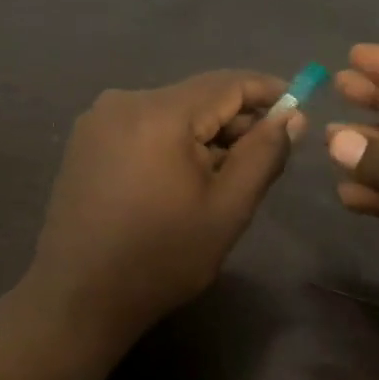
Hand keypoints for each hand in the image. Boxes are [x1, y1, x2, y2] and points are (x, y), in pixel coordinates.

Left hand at [27, 71, 303, 343]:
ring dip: (202, 134)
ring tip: (223, 175)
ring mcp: (98, 120)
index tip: (299, 107)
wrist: (79, 296)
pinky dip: (170, 141)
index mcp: (159, 113)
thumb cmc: (162, 257)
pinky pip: (142, 126)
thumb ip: (263, 155)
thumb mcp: (227, 209)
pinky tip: (180, 178)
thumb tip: (290, 116)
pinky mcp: (85, 140)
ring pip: (169, 111)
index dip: (268, 91)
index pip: (227, 83)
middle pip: (196, 96)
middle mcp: (124, 101)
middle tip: (266, 154)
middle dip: (235, 120)